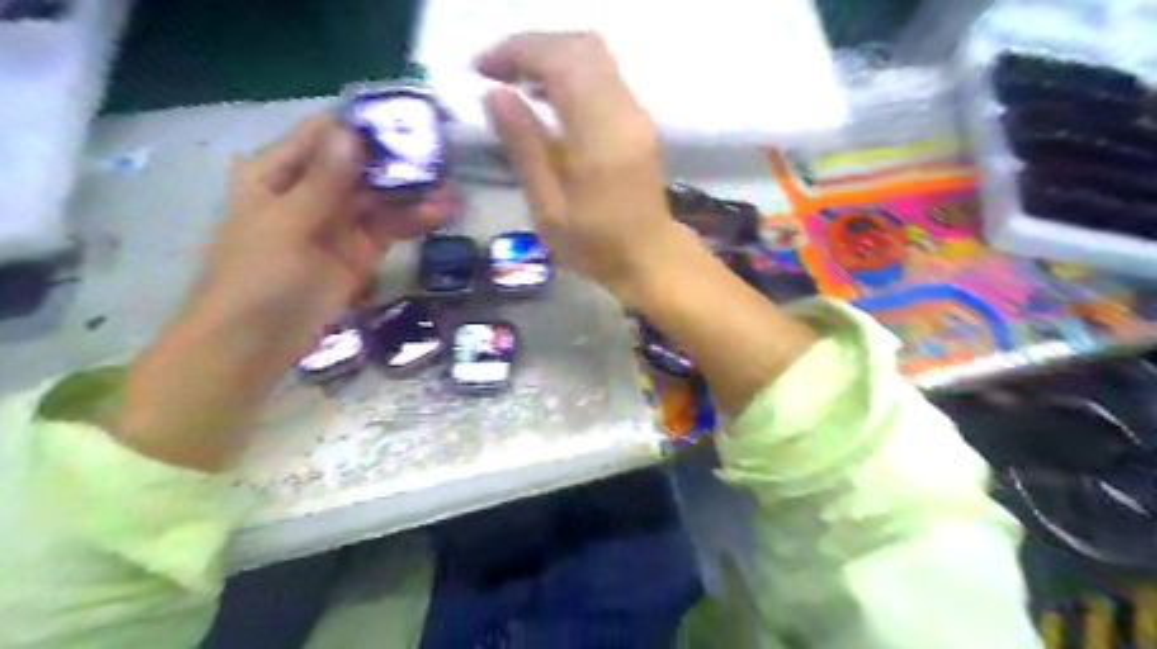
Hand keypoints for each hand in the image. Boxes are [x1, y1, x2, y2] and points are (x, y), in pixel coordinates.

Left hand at [187, 117, 442, 370]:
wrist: (256, 343)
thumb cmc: (257, 278)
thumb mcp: (287, 225)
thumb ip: (324, 181)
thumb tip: (353, 133)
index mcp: (278, 172)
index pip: (326, 134)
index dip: (365, 128)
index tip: (407, 125)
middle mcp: (312, 190)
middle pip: (362, 164)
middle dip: (400, 161)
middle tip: (443, 157)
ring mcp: (339, 222)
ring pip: (382, 197)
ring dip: (414, 192)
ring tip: (452, 189)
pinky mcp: (362, 250)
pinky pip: (391, 228)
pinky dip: (415, 220)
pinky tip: (441, 214)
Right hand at [476, 33, 679, 301]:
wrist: (649, 257)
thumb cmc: (595, 245)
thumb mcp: (548, 208)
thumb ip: (524, 147)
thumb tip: (495, 94)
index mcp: (600, 136)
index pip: (560, 62)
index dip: (516, 53)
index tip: (480, 70)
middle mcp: (624, 112)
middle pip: (579, 46)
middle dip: (531, 48)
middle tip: (494, 73)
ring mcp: (637, 113)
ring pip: (593, 54)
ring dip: (550, 57)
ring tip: (515, 83)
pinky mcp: (639, 119)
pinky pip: (603, 74)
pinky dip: (569, 71)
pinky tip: (547, 97)